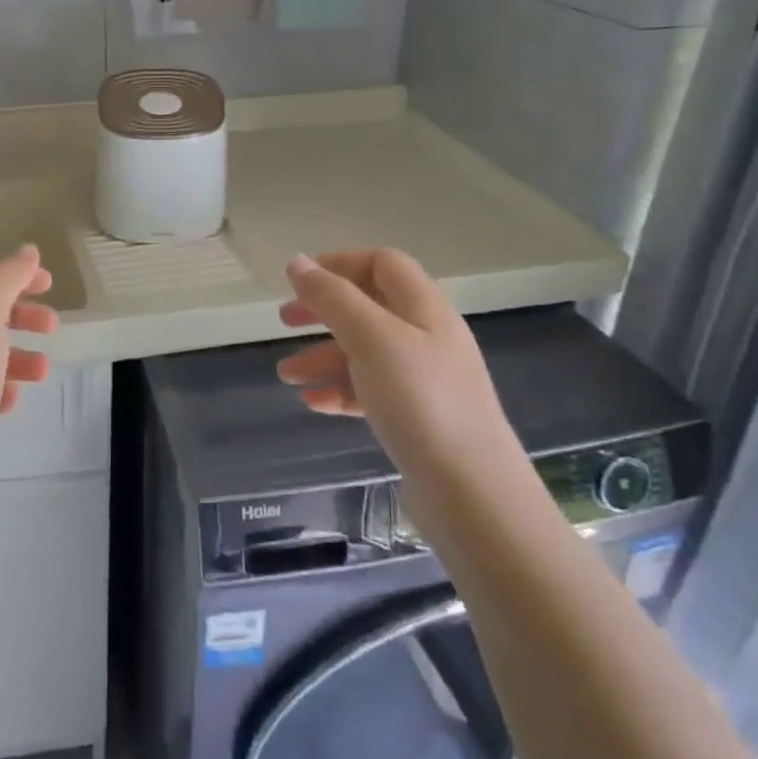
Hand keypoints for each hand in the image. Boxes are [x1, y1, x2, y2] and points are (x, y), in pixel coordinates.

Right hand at [276, 249, 518, 489]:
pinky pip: (371, 391)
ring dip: (322, 357)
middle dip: (323, 311)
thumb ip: (333, 297)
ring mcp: (426, 380)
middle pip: (369, 307)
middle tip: (284, 322)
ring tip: (286, 376)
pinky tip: (315, 404)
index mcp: (424, 309)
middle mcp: (428, 338)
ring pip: (365, 352)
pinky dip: (340, 390)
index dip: (339, 263)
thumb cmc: (420, 402)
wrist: (473, 495)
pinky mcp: (419, 419)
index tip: (299, 281)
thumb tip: (298, 262)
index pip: (382, 263)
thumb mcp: (371, 338)